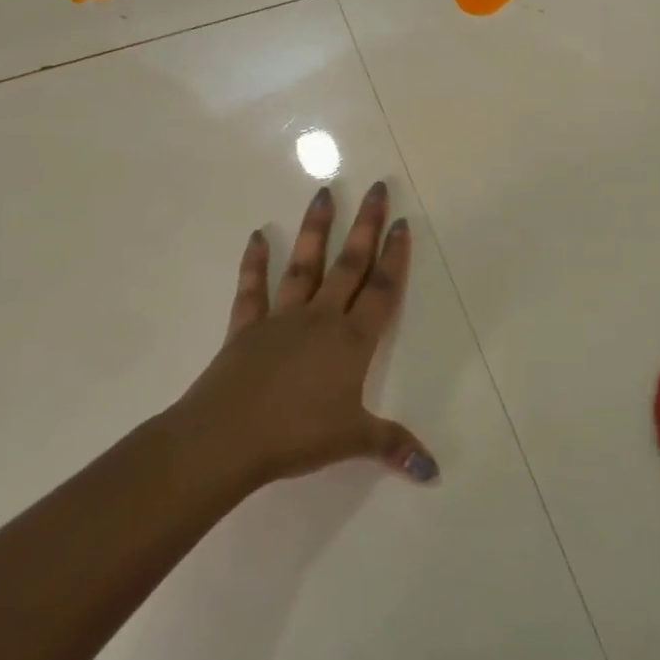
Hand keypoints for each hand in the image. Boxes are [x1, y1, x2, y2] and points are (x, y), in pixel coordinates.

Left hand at [168, 181, 438, 489]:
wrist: (224, 440)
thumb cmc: (296, 435)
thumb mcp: (353, 441)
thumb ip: (394, 446)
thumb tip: (434, 472)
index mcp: (352, 341)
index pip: (383, 289)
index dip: (396, 256)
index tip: (402, 222)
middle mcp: (321, 318)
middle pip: (350, 264)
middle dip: (366, 225)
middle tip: (378, 188)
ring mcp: (281, 319)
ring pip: (304, 265)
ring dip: (315, 229)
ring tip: (325, 193)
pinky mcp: (246, 328)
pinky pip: (252, 290)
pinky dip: (254, 263)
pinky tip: (257, 236)